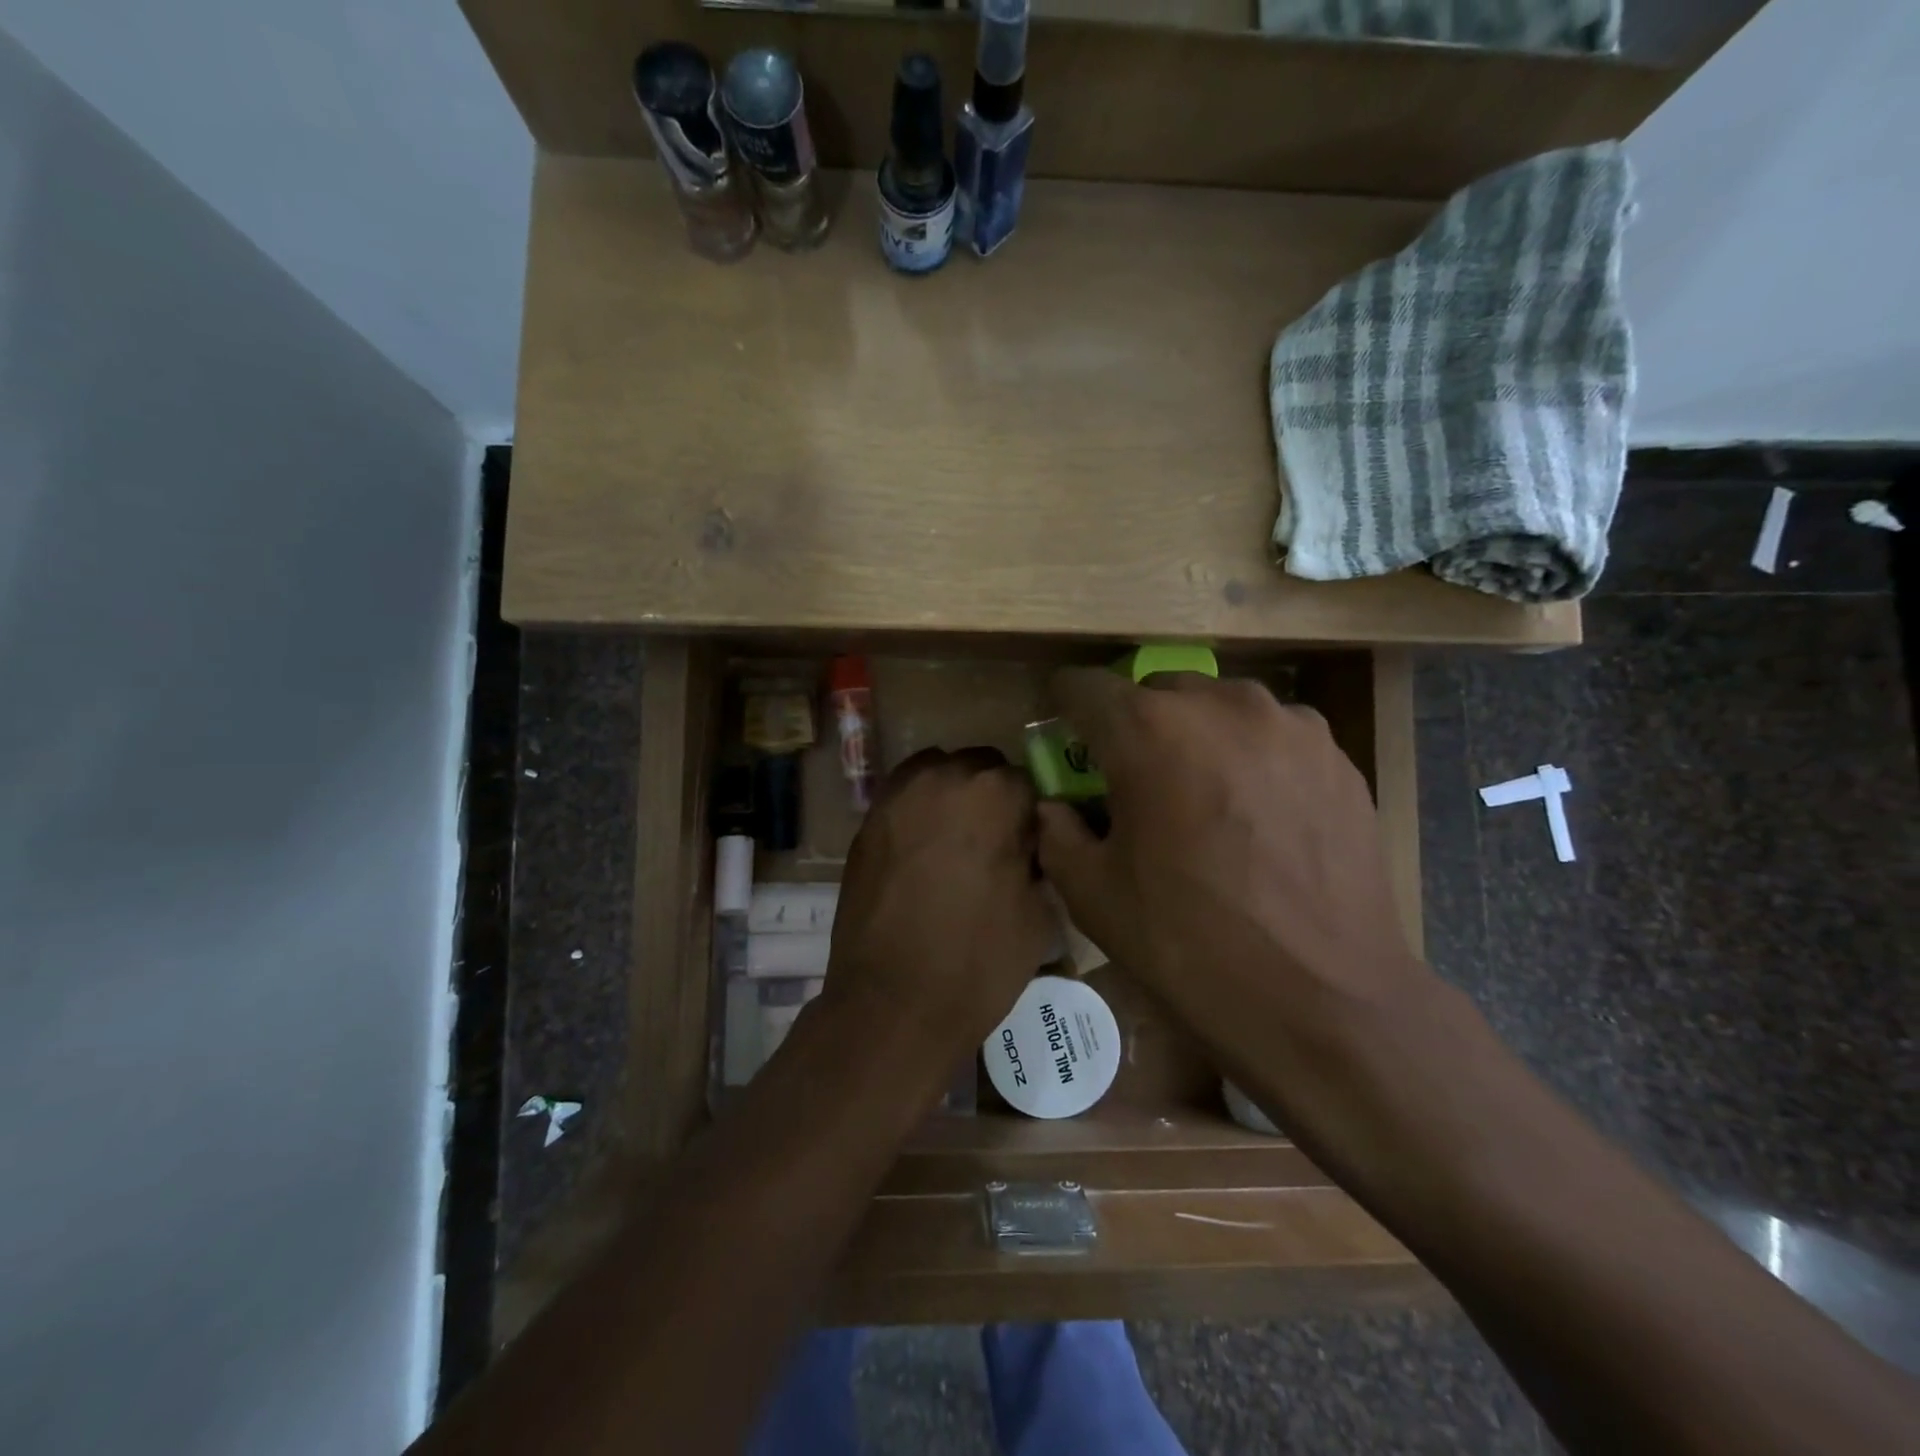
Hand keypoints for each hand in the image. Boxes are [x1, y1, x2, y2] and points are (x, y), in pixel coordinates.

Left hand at [823, 747, 1056, 1059]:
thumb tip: (1026, 843)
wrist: (892, 1004)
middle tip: (991, 844)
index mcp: (994, 793)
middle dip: (990, 797)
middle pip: (978, 767)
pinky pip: (902, 798)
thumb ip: (1038, 859)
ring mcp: (896, 797)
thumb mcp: (1039, 913)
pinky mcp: (865, 822)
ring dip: (951, 796)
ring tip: (953, 843)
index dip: (1030, 816)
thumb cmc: (978, 962)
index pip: (1025, 782)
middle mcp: (942, 778)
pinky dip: (917, 811)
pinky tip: (921, 851)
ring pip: (936, 773)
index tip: (1027, 846)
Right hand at [1034, 669, 1429, 1035]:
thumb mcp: (1092, 893)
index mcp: (1147, 729)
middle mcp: (1219, 703)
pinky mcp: (1336, 755)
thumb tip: (1057, 806)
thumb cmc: (1188, 944)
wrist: (1321, 1000)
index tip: (1064, 737)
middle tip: (1137, 781)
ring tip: (1205, 798)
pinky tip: (1260, 817)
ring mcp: (1288, 724)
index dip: (1063, 708)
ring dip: (1196, 738)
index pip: (1083, 686)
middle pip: (1155, 691)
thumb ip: (1056, 831)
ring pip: (1218, 708)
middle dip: (1135, 726)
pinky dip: (1251, 758)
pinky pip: (1272, 736)